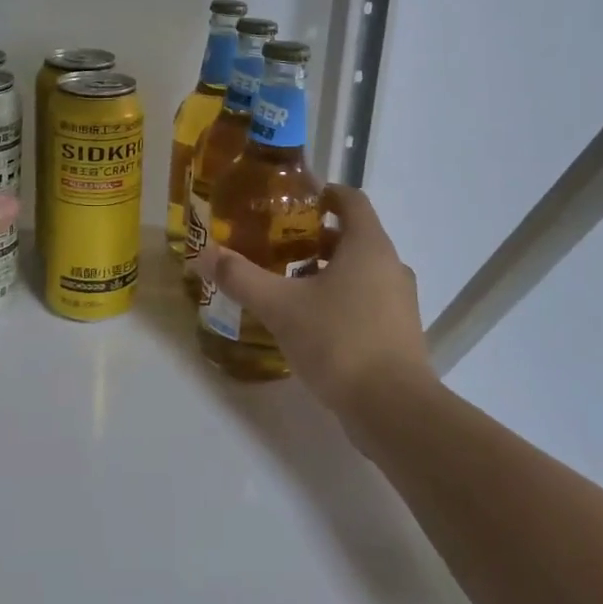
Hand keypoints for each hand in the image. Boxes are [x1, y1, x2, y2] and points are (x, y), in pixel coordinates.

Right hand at [191, 185, 426, 413]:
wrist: (394, 410)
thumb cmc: (339, 341)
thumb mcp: (280, 307)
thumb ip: (241, 277)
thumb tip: (202, 253)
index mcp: (368, 245)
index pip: (351, 199)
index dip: (323, 194)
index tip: (292, 202)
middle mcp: (391, 265)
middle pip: (354, 236)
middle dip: (316, 236)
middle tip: (277, 244)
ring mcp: (400, 301)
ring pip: (362, 271)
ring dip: (328, 270)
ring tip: (289, 284)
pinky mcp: (400, 332)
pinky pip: (368, 300)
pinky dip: (342, 298)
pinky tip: (311, 322)